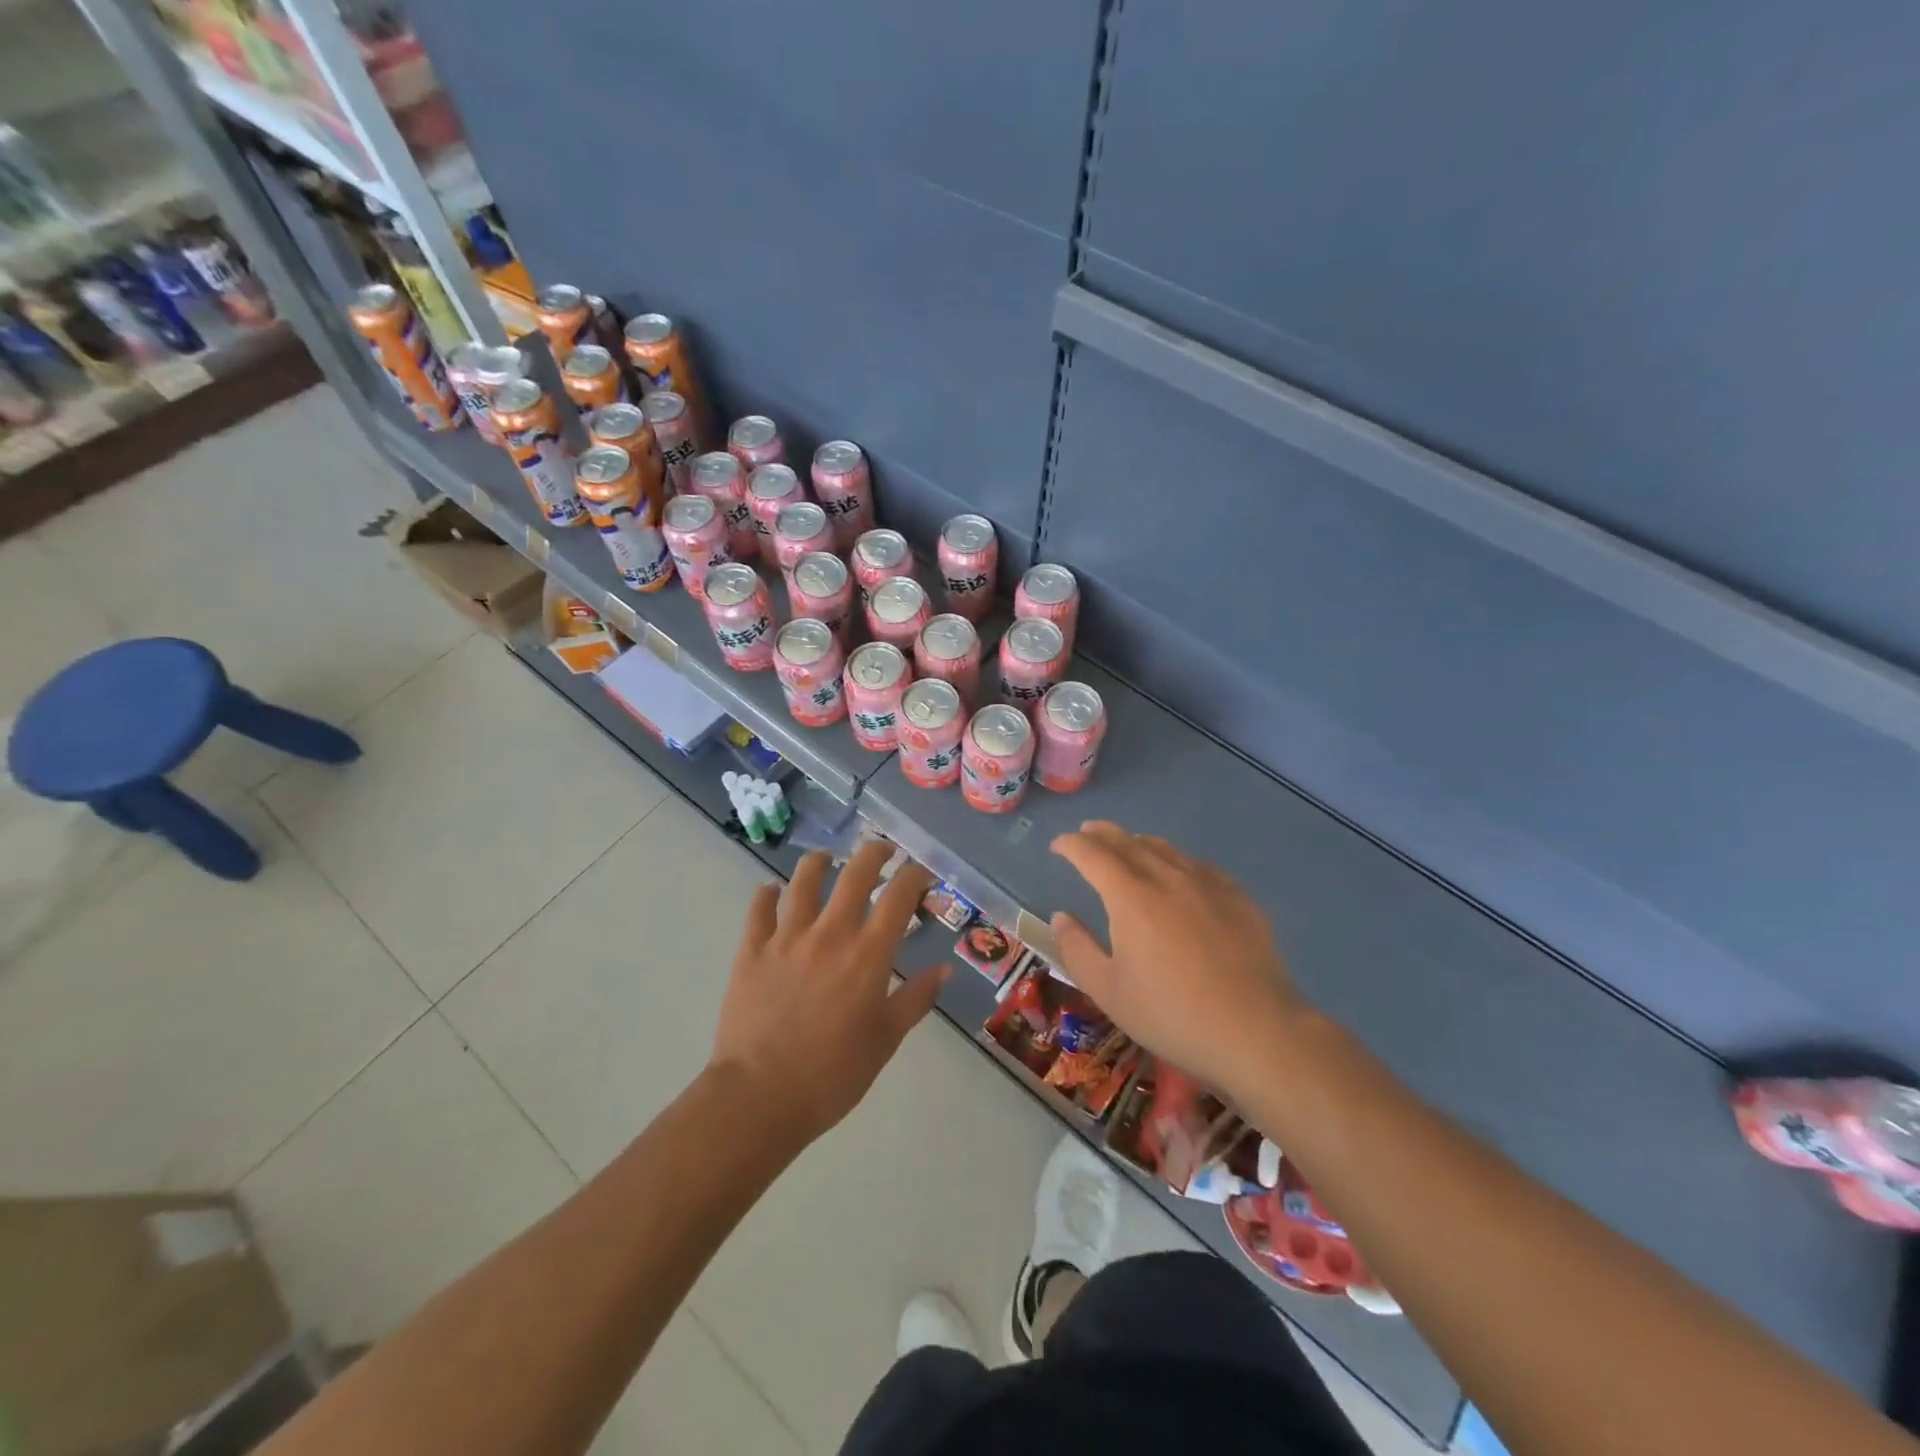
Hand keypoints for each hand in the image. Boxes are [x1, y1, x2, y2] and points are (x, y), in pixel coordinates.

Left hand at [710, 841, 947, 1144]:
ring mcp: (787, 938)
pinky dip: (768, 894)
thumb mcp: (886, 1039)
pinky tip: (773, 892)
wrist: (761, 1096)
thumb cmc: (834, 1074)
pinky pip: (759, 909)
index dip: (914, 876)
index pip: (898, 896)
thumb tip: (943, 970)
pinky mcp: (752, 950)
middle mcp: (830, 933)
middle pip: (855, 873)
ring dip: (820, 862)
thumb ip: (916, 999)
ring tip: (827, 859)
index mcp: (868, 954)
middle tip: (883, 851)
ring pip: (804, 880)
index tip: (921, 874)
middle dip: (874, 853)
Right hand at [1050, 822, 1303, 1103]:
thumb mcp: (1108, 992)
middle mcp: (1167, 878)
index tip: (1057, 846)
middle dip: (1102, 833)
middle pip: (1128, 842)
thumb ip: (1077, 949)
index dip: (1071, 845)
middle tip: (1086, 832)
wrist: (1256, 1031)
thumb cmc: (1172, 1015)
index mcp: (1131, 897)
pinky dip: (1175, 860)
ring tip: (1127, 846)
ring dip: (1138, 842)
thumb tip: (1060, 917)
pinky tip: (1180, 873)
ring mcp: (1207, 885)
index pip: (1092, 855)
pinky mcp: (1238, 898)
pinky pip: (1198, 865)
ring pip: (1165, 849)